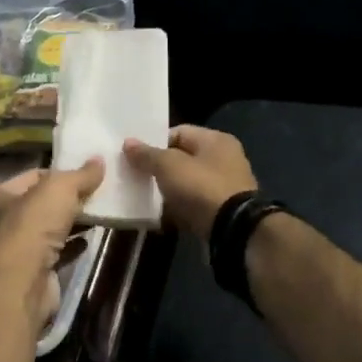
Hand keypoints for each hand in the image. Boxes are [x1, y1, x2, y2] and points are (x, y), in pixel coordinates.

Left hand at [0, 160, 103, 325]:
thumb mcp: (60, 188)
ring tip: (99, 214)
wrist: (24, 280)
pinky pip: (58, 251)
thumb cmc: (34, 224)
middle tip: (98, 194)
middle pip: (43, 203)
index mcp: (2, 195)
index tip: (86, 175)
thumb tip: (100, 160)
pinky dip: (73, 245)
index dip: (60, 173)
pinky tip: (90, 240)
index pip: (34, 176)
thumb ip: (81, 174)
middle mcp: (5, 220)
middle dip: (69, 200)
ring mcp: (20, 248)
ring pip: (51, 228)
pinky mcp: (35, 270)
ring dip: (73, 222)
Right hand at [123, 125, 257, 238]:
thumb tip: (128, 142)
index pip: (179, 132)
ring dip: (169, 190)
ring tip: (146, 197)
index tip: (135, 157)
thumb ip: (147, 154)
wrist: (233, 230)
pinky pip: (195, 204)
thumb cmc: (201, 187)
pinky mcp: (223, 210)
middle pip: (183, 158)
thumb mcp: (169, 166)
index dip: (155, 142)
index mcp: (216, 140)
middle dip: (160, 168)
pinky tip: (162, 216)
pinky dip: (180, 208)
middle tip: (138, 177)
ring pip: (188, 183)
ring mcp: (226, 186)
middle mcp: (225, 158)